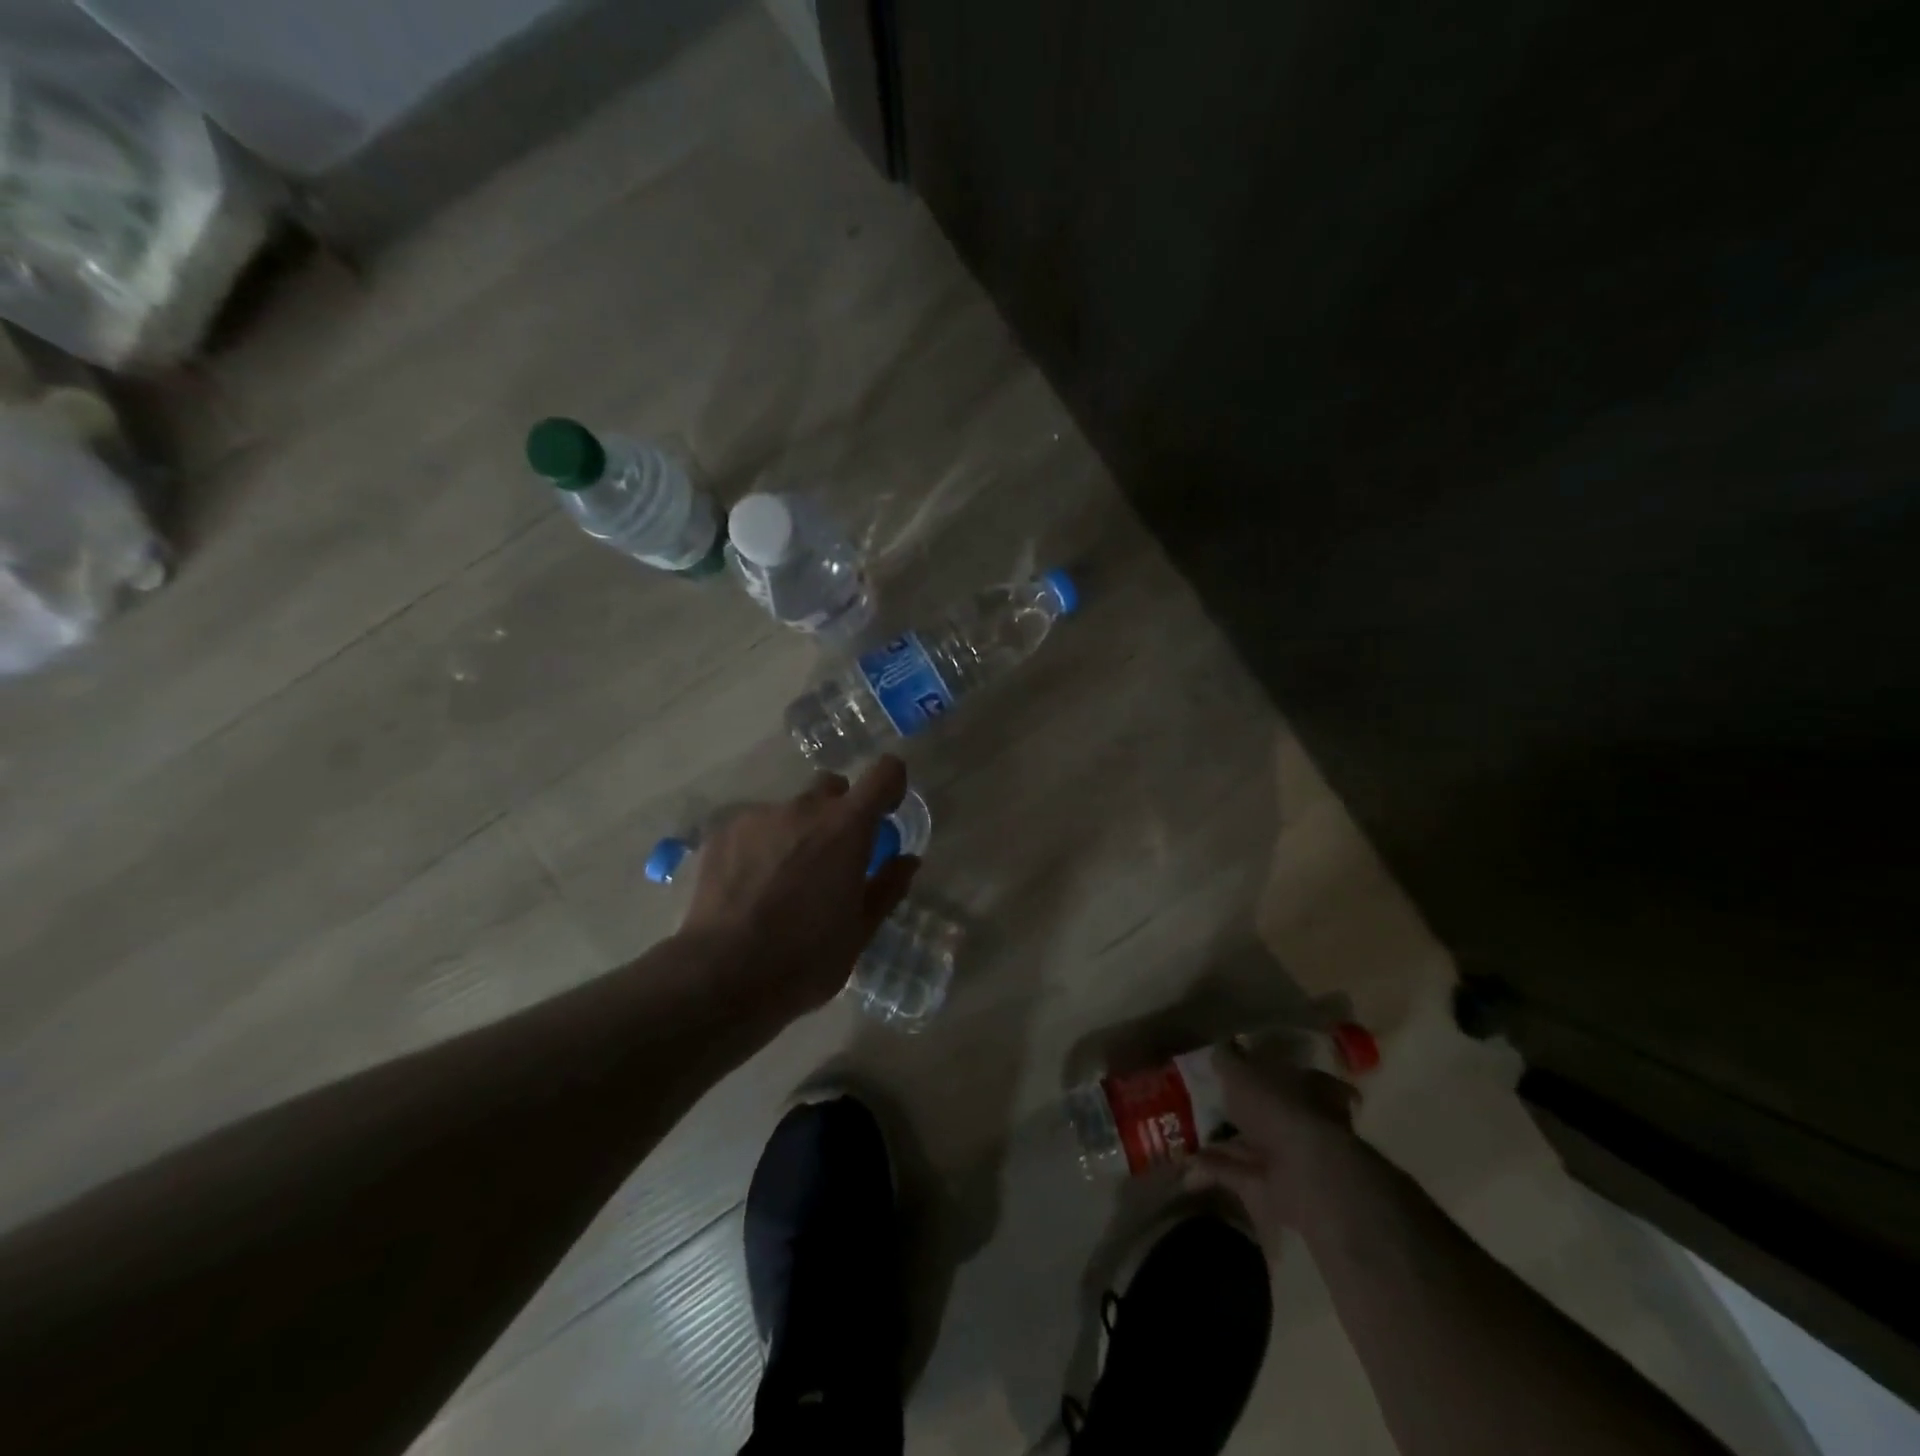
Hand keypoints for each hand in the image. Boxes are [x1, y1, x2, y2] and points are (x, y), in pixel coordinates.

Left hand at [678, 756, 918, 1019]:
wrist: (720, 976)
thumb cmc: (804, 958)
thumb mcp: (859, 931)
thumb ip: (887, 887)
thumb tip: (907, 860)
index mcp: (847, 827)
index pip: (884, 773)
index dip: (890, 785)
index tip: (887, 810)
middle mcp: (804, 808)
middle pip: (832, 788)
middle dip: (839, 813)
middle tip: (833, 857)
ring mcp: (759, 817)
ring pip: (790, 811)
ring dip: (797, 832)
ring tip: (783, 880)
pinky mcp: (722, 832)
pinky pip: (754, 827)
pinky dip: (761, 845)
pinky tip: (750, 886)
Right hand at [1187, 1043, 1361, 1250]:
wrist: (1305, 1174)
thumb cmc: (1277, 1108)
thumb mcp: (1242, 1072)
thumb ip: (1228, 1060)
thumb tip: (1220, 1049)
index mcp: (1305, 1086)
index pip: (1285, 1073)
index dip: (1260, 1069)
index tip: (1233, 1067)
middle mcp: (1302, 1121)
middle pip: (1266, 1111)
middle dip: (1239, 1109)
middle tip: (1203, 1100)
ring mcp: (1289, 1158)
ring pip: (1250, 1143)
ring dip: (1221, 1140)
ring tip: (1183, 1131)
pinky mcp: (1272, 1188)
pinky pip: (1237, 1172)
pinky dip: (1213, 1166)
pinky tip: (1186, 1160)